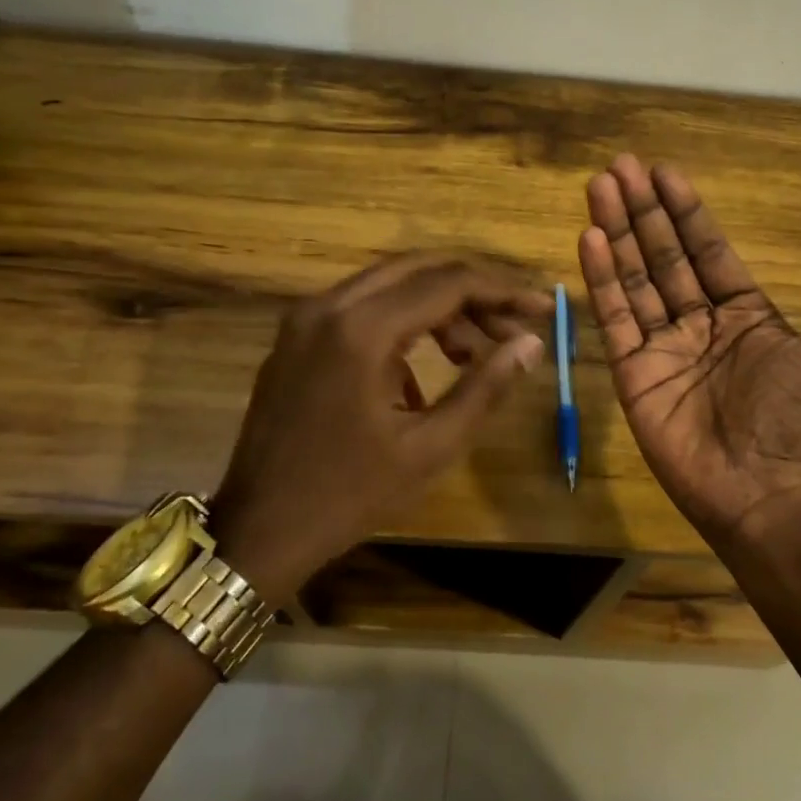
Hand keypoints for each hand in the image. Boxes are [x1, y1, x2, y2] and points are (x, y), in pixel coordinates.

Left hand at [208, 252, 549, 599]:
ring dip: (438, 307)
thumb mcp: (429, 448)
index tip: (542, 307)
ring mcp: (305, 319)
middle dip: (473, 291)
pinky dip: (401, 324)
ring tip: (474, 354)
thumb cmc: (348, 496)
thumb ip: (484, 388)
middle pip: (418, 269)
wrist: (258, 531)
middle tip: (513, 325)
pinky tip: (420, 375)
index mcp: (361, 330)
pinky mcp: (295, 337)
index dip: (502, 291)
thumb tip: (531, 344)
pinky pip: (360, 309)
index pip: (447, 283)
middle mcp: (329, 306)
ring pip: (388, 285)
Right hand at [579, 155, 800, 534]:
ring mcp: (662, 347)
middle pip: (663, 256)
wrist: (772, 490)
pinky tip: (589, 238)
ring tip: (598, 187)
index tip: (664, 172)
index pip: (707, 249)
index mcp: (744, 313)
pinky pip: (614, 319)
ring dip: (616, 232)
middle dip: (642, 211)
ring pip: (634, 279)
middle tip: (619, 166)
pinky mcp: (633, 373)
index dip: (686, 211)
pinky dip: (601, 279)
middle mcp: (699, 324)